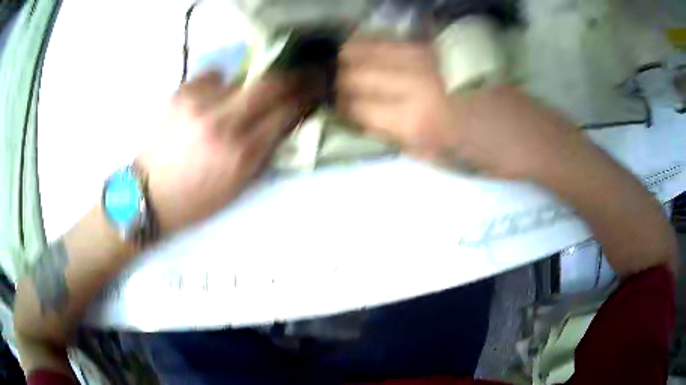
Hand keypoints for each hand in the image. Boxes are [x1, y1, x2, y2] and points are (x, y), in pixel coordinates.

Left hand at [138, 71, 317, 232]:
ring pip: (241, 77)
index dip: (305, 96)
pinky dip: (217, 86)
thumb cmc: (194, 198)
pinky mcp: (180, 92)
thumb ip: (264, 151)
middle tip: (296, 75)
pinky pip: (212, 77)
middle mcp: (223, 123)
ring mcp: (199, 103)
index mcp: (240, 154)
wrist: (147, 193)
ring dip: (246, 88)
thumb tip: (286, 120)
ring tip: (231, 103)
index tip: (314, 88)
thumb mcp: (237, 186)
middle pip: (271, 83)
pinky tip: (205, 103)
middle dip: (291, 77)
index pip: (287, 111)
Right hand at [337, 41, 583, 179]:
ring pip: (368, 45)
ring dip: (351, 56)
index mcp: (415, 121)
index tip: (338, 110)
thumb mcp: (436, 159)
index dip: (341, 108)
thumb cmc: (487, 158)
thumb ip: (396, 137)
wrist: (530, 135)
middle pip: (354, 70)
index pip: (356, 107)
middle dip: (340, 80)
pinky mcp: (443, 46)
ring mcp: (429, 57)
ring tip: (348, 65)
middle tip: (341, 88)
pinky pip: (395, 38)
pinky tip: (375, 51)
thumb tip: (366, 120)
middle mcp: (416, 82)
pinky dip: (376, 43)